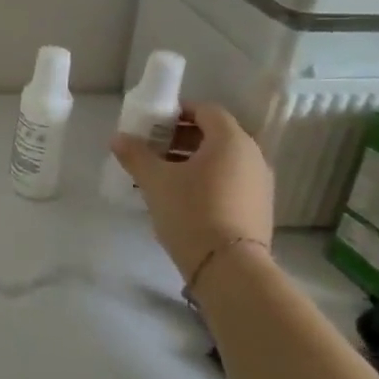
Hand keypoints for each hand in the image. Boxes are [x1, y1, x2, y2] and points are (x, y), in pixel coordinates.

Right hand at [110, 102, 273, 283]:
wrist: (230, 268)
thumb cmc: (191, 211)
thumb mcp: (155, 180)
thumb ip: (135, 155)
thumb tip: (118, 138)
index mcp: (231, 140)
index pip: (206, 110)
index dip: (178, 112)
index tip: (153, 124)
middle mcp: (253, 156)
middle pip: (215, 134)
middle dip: (182, 137)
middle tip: (153, 148)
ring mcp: (260, 184)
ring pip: (223, 159)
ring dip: (193, 159)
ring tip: (163, 174)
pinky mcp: (260, 208)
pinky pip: (231, 180)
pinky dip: (208, 179)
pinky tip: (183, 197)